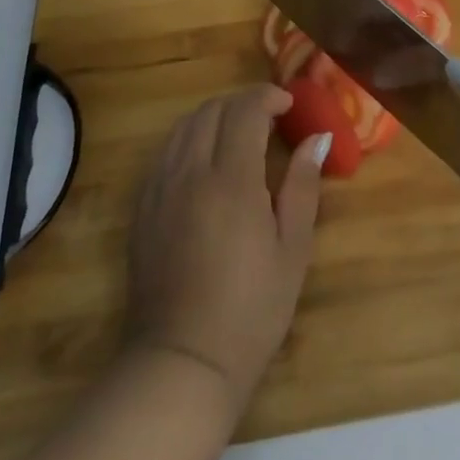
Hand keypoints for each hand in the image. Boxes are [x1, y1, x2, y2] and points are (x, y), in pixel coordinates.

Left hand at [125, 85, 326, 411]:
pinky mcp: (143, 207)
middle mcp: (191, 171)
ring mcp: (160, 188)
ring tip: (236, 134)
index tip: (288, 104)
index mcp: (232, 179)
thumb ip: (303, 185)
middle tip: (267, 119)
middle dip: (241, 103)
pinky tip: (204, 162)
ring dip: (213, 116)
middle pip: (212, 110)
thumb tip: (317, 138)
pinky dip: (188, 140)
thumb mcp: (292, 249)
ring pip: (184, 126)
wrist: (183, 362)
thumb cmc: (251, 309)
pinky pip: (164, 152)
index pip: (245, 109)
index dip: (268, 97)